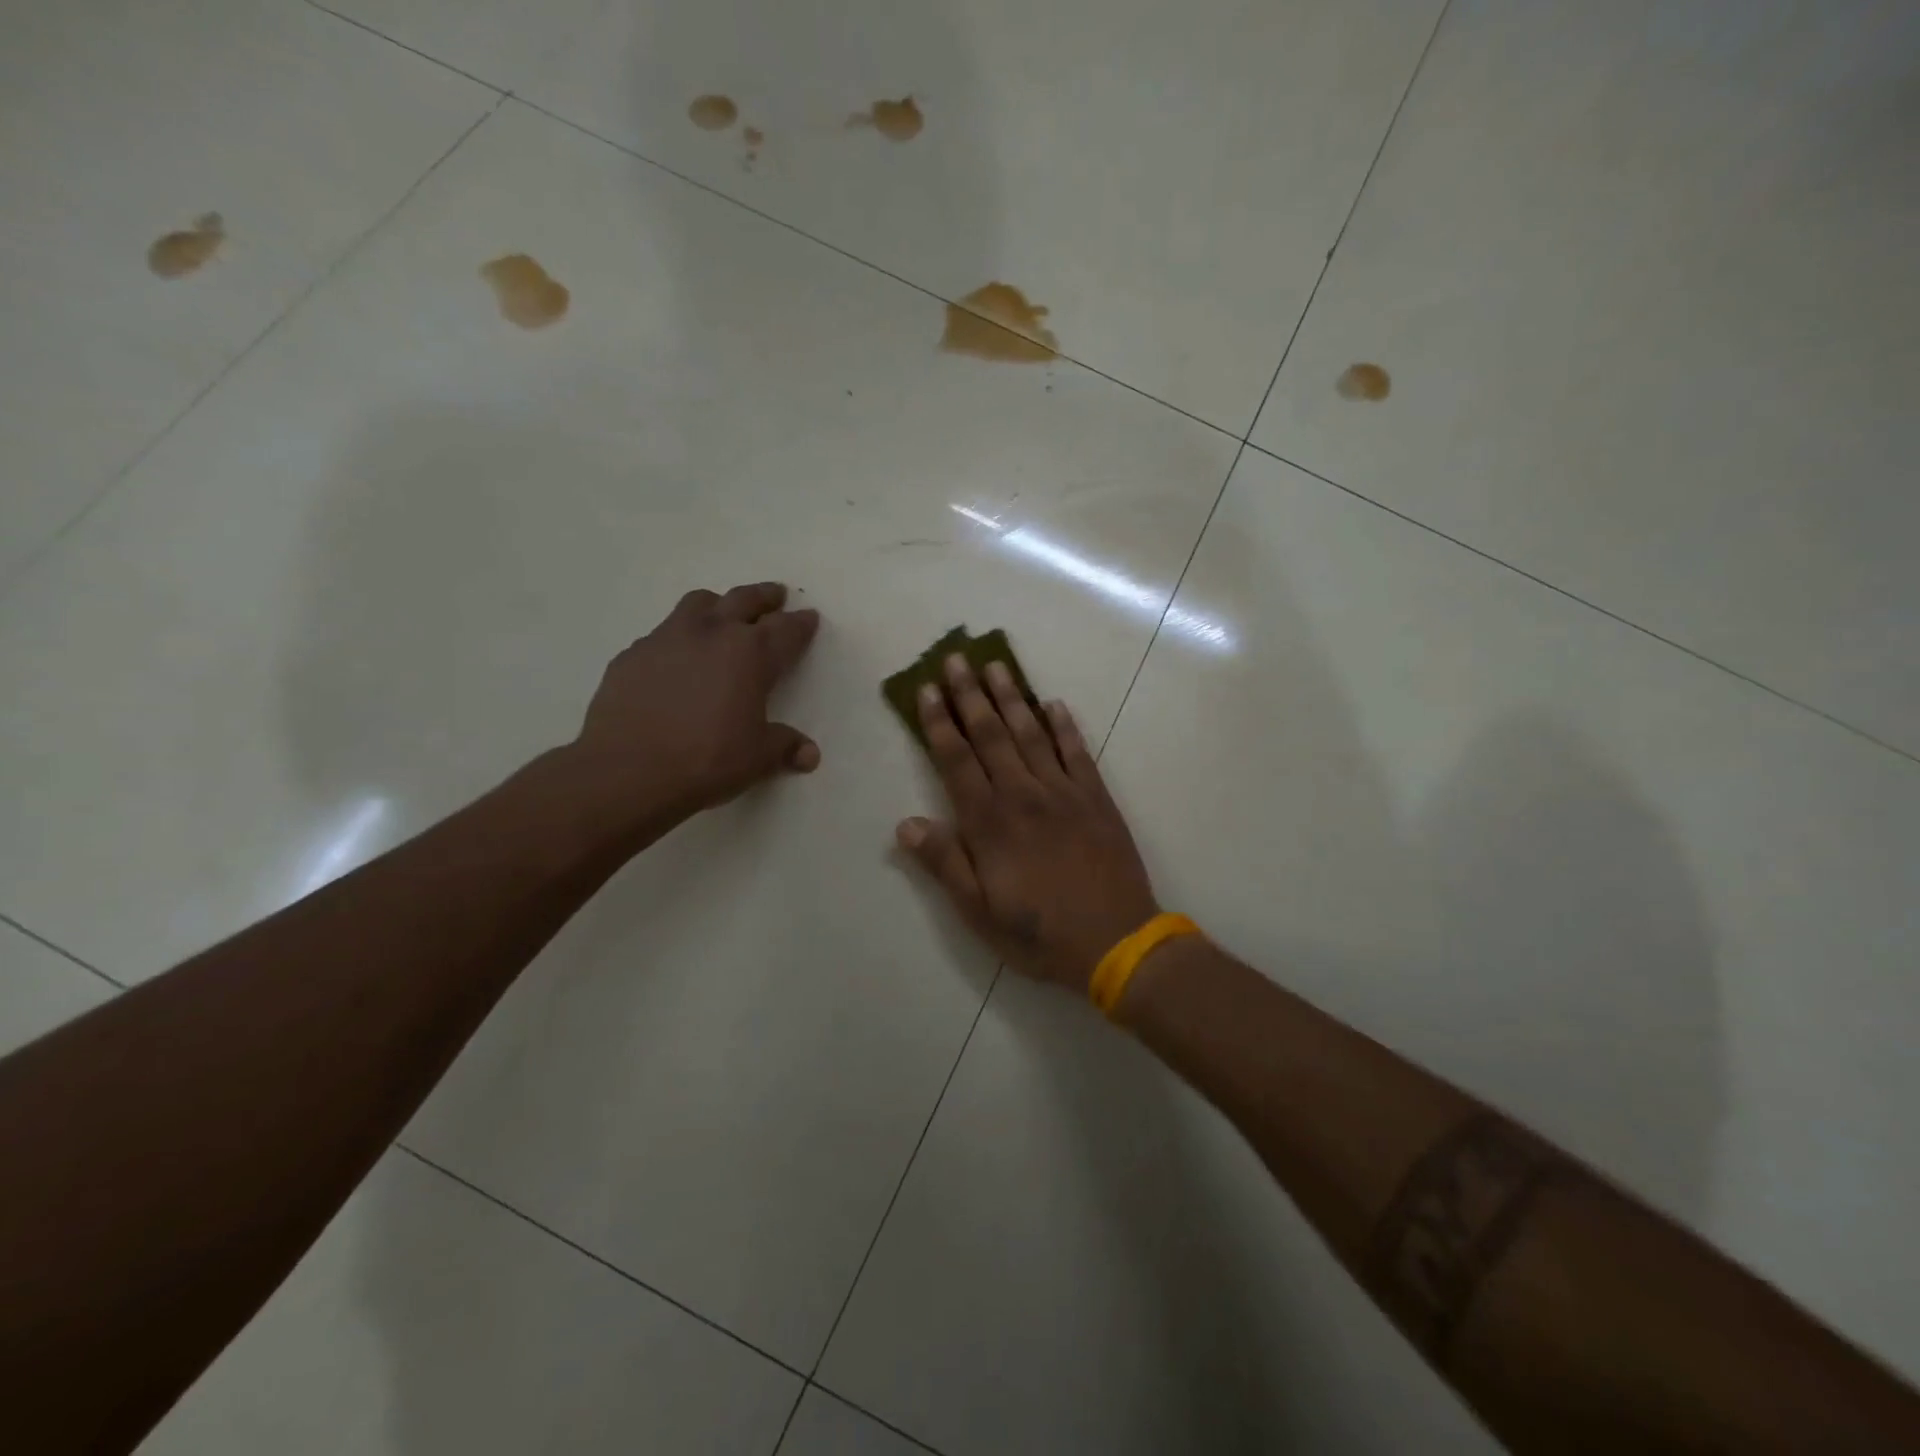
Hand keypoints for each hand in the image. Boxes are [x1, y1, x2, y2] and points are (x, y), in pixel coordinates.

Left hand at [567, 582, 819, 838]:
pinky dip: (679, 638)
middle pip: (744, 600)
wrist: (627, 770)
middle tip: (775, 595)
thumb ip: (785, 747)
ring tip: (723, 614)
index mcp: (751, 654)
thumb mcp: (757, 758)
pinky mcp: (633, 654)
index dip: (801, 623)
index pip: (786, 629)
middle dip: (764, 597)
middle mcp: (712, 633)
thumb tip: (809, 754)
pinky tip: (676, 659)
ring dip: (718, 605)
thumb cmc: (706, 760)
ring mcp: (667, 638)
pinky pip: (663, 634)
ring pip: (699, 603)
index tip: (809, 616)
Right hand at [897, 653, 1158, 991]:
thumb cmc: (1039, 934)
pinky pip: (1077, 752)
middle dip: (969, 695)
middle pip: (991, 735)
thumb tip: (906, 824)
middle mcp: (1023, 795)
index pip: (956, 760)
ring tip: (996, 666)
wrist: (1117, 941)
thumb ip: (944, 864)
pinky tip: (1054, 704)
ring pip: (1031, 733)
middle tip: (956, 658)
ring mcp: (1063, 792)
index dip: (939, 723)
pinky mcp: (1096, 798)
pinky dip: (1065, 726)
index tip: (927, 690)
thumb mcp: (979, 912)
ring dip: (1011, 698)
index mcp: (989, 823)